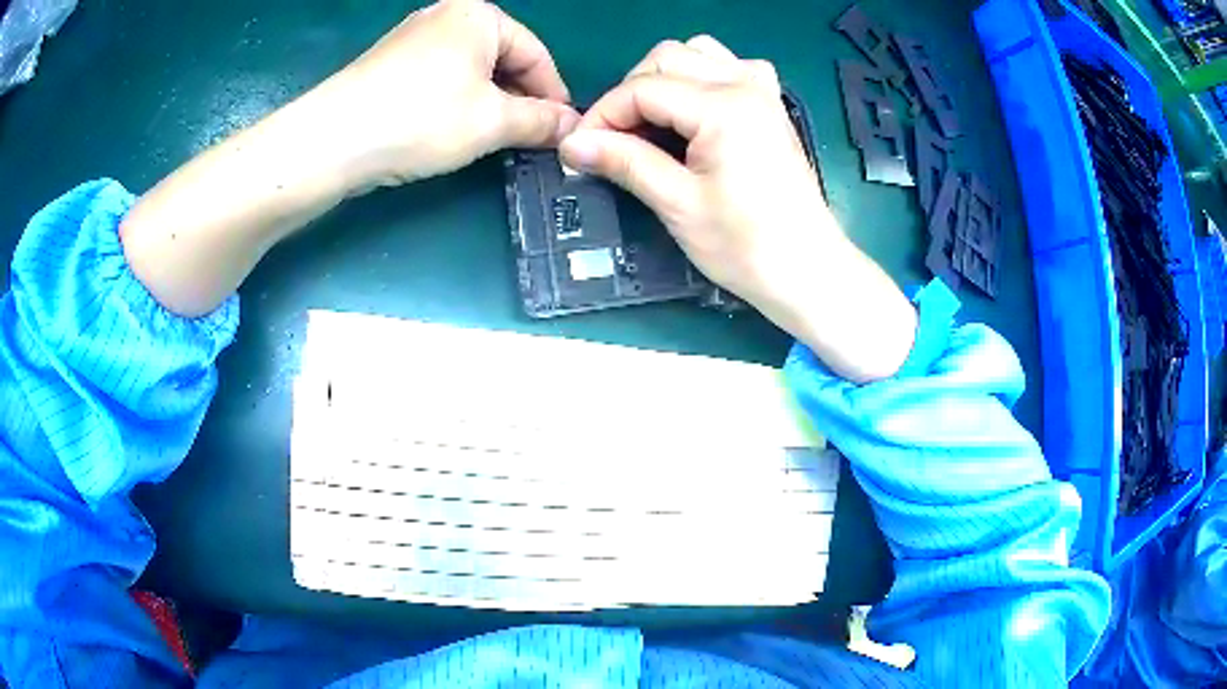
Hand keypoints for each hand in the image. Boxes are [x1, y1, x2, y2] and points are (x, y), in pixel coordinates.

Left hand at [311, 0, 579, 190]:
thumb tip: (573, 126)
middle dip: (519, 100)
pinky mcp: (390, 64)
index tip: (562, 131)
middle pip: (502, 59)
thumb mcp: (492, 122)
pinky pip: (440, 79)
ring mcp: (413, 38)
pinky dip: (456, 103)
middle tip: (528, 140)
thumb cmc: (420, 119)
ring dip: (489, 105)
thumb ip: (540, 121)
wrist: (331, 141)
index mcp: (479, 16)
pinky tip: (454, 131)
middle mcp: (447, 16)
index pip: (535, 54)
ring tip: (494, 140)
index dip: (553, 95)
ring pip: (470, 71)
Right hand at [559, 37, 916, 381]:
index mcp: (722, 106)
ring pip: (697, 53)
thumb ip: (624, 162)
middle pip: (666, 57)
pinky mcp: (770, 104)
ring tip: (653, 122)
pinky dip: (701, 77)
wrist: (807, 269)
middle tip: (616, 139)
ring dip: (664, 78)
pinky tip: (695, 110)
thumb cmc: (745, 246)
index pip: (642, 89)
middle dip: (630, 93)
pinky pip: (729, 66)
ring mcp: (762, 90)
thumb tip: (570, 144)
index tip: (580, 150)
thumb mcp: (677, 204)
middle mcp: (744, 83)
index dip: (603, 115)